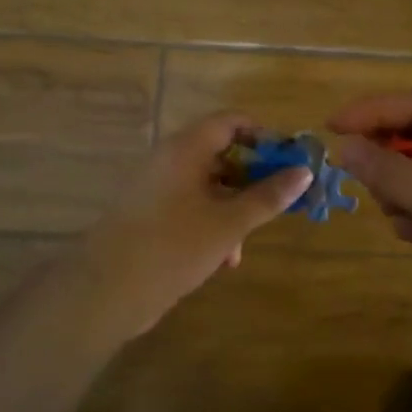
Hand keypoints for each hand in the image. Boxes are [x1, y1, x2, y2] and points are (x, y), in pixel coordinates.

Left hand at [80, 112, 312, 333]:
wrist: (107, 290)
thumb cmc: (174, 246)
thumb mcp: (229, 223)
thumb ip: (268, 196)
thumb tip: (304, 172)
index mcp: (186, 149)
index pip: (230, 121)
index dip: (263, 135)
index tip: (289, 161)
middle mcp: (169, 160)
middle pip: (220, 153)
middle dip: (253, 178)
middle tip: (279, 201)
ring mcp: (156, 188)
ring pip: (207, 185)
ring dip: (233, 208)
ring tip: (245, 244)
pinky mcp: (149, 215)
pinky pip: (190, 206)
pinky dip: (211, 223)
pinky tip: (223, 258)